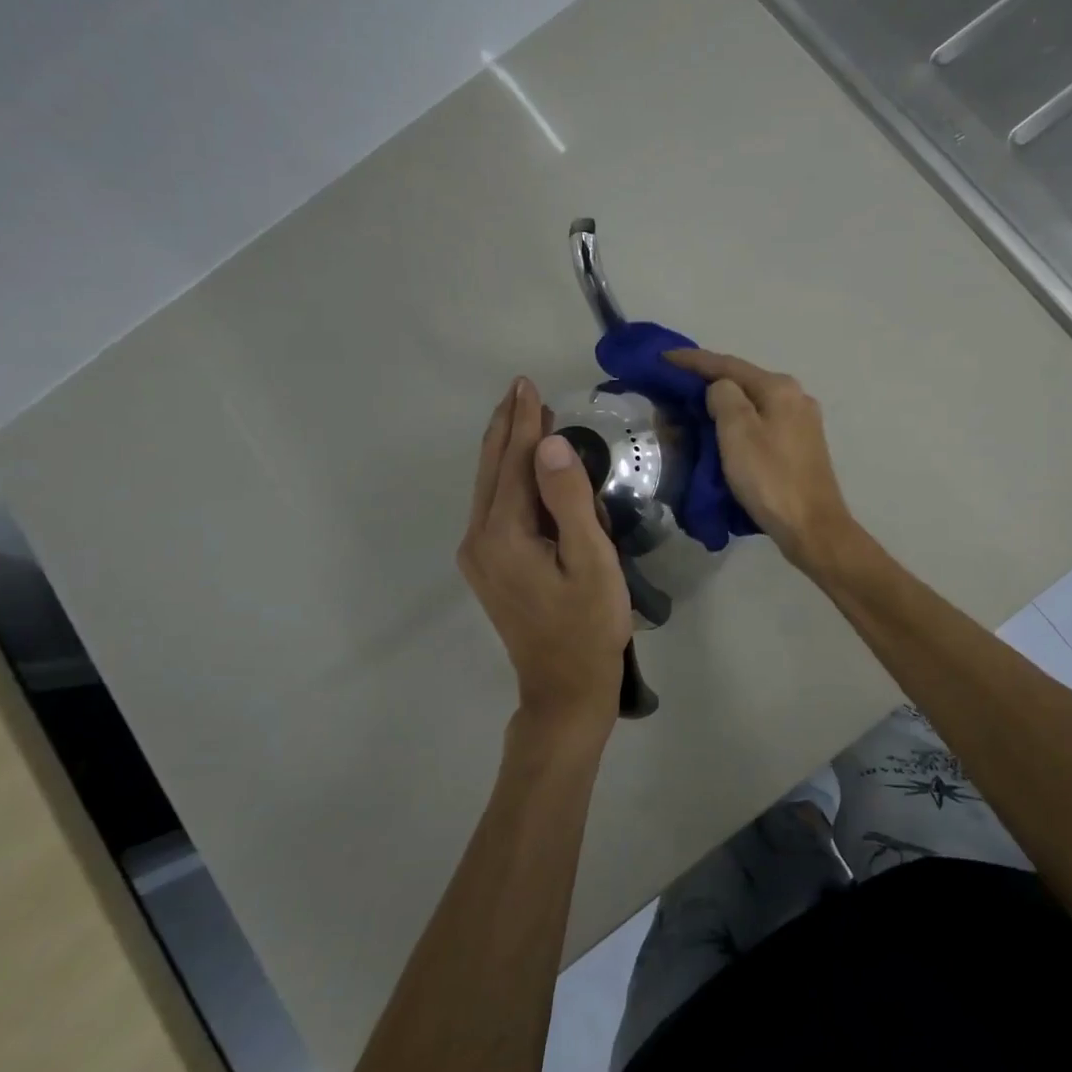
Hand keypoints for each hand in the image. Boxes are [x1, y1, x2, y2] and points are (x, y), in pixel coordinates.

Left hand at [459, 378, 632, 744]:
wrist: (565, 688)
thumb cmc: (589, 625)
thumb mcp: (591, 560)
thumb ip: (570, 500)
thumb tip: (550, 444)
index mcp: (504, 534)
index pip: (516, 463)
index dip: (525, 422)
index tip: (527, 384)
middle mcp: (480, 539)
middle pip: (493, 470)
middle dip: (508, 427)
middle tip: (521, 388)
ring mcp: (480, 555)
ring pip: (490, 487)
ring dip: (508, 450)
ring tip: (525, 415)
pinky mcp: (489, 567)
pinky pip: (495, 507)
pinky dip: (510, 478)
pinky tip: (526, 467)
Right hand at [664, 349, 857, 575]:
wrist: (812, 527)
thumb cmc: (770, 478)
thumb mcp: (738, 432)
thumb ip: (723, 397)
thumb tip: (719, 389)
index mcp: (780, 388)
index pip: (728, 365)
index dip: (692, 360)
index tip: (662, 357)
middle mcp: (795, 397)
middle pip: (742, 382)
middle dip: (706, 382)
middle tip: (672, 387)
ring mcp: (801, 423)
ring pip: (752, 404)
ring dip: (721, 404)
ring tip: (691, 409)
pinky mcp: (800, 447)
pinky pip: (761, 424)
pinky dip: (737, 423)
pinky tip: (722, 432)